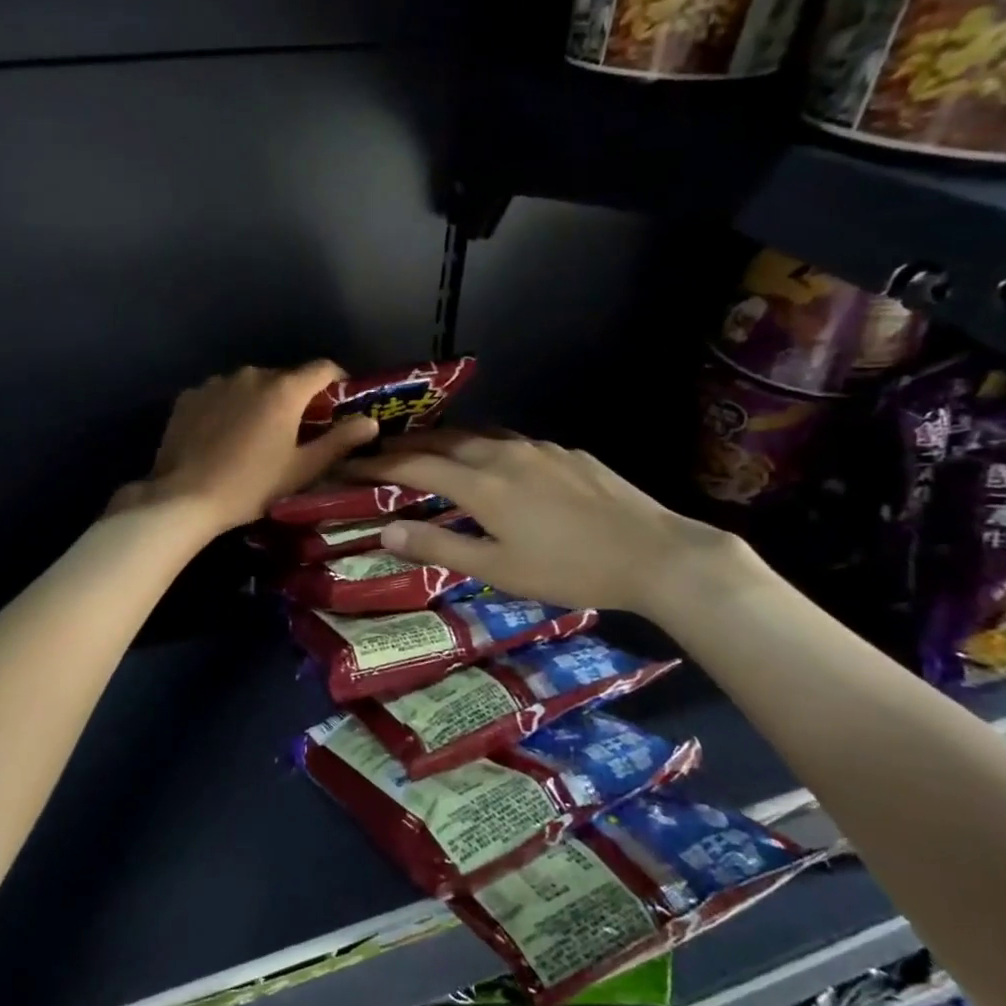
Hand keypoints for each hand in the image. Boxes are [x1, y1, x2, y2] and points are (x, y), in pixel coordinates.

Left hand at [114, 362, 379, 532]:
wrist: (184, 498)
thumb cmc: (251, 486)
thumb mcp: (302, 469)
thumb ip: (339, 442)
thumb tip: (371, 422)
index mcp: (283, 390)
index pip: (322, 368)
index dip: (337, 381)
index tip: (339, 403)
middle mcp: (251, 375)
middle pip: (284, 378)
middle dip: (295, 398)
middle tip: (295, 431)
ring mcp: (216, 383)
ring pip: (249, 386)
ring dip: (258, 402)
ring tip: (254, 436)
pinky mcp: (189, 396)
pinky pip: (219, 395)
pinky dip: (227, 408)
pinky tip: (222, 437)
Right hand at [345, 431, 744, 620]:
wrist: (655, 553)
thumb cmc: (570, 569)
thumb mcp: (498, 569)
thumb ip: (439, 548)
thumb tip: (386, 532)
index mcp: (482, 484)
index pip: (415, 465)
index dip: (378, 464)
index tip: (349, 464)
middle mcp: (504, 454)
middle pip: (443, 440)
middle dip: (406, 444)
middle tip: (379, 451)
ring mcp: (538, 448)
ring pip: (478, 435)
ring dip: (444, 440)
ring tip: (426, 449)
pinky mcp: (566, 453)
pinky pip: (510, 441)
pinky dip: (483, 446)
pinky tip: (492, 461)